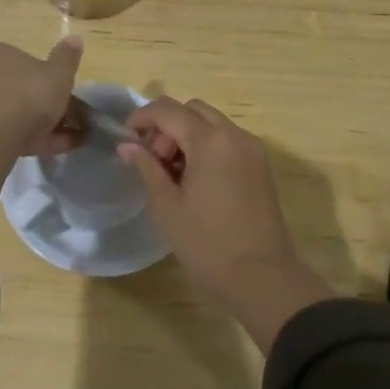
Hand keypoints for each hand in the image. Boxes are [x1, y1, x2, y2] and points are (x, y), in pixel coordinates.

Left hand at [0, 37, 84, 157]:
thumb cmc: (25, 96)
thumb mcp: (57, 75)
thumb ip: (66, 58)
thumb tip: (75, 38)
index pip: (22, 62)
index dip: (44, 79)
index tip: (61, 96)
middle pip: (13, 89)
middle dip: (39, 105)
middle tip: (65, 121)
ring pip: (8, 113)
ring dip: (36, 126)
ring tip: (67, 142)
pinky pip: (2, 133)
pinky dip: (27, 141)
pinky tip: (52, 150)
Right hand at [118, 98, 332, 351]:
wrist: (263, 279)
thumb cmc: (208, 244)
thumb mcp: (167, 206)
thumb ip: (146, 168)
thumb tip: (127, 146)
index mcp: (210, 141)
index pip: (167, 110)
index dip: (141, 118)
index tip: (126, 139)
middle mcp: (234, 135)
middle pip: (192, 110)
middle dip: (167, 126)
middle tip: (155, 161)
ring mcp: (252, 149)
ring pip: (211, 123)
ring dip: (187, 136)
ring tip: (174, 175)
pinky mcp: (261, 166)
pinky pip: (227, 140)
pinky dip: (207, 147)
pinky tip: (197, 181)